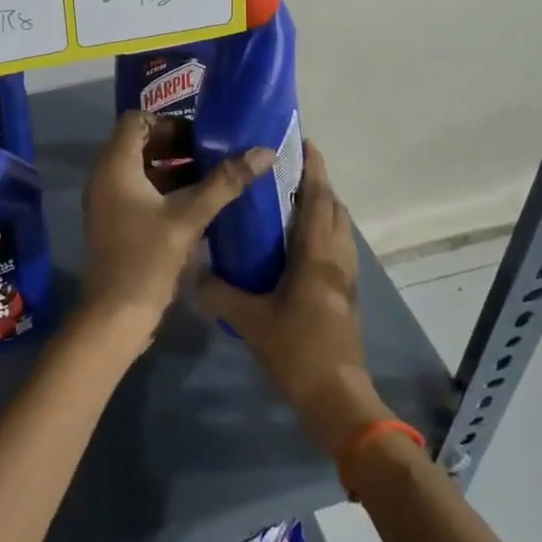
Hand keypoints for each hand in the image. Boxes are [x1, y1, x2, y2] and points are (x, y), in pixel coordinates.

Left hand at [79, 111, 272, 348]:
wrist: (115, 315)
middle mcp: (105, 177)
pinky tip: (198, 205)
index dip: (168, 123)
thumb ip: (225, 182)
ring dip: (174, 169)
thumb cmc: (147, 259)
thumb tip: (264, 151)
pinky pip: (139, 193)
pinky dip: (165, 191)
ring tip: (213, 179)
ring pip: (141, 170)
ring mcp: (108, 202)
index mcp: (115, 166)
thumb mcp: (189, 217)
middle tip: (212, 156)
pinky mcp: (115, 223)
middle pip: (139, 144)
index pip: (136, 120)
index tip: (200, 138)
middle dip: (176, 146)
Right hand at [195, 142, 394, 457]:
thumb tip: (195, 274)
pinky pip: (338, 248)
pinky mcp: (346, 295)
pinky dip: (324, 231)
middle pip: (334, 208)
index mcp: (317, 255)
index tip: (304, 143)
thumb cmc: (297, 351)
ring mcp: (347, 277)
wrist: (338, 399)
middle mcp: (337, 258)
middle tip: (288, 169)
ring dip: (323, 207)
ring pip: (339, 228)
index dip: (315, 168)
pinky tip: (298, 243)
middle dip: (318, 183)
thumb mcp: (251, 321)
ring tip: (291, 199)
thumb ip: (220, 294)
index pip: (319, 199)